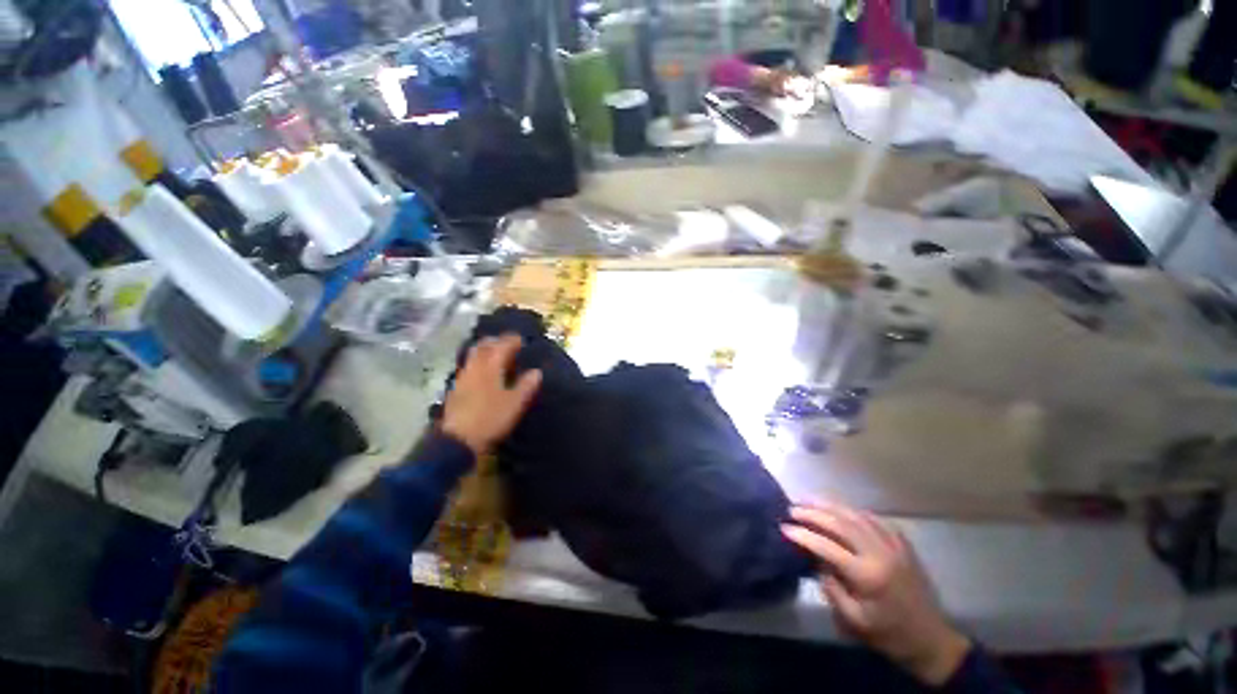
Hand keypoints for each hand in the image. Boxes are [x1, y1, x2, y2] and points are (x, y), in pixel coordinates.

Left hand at [441, 335, 541, 456]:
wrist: (458, 439)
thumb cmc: (491, 418)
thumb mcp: (515, 403)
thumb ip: (526, 386)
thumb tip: (537, 372)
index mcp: (491, 367)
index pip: (502, 346)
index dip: (512, 340)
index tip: (521, 339)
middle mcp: (475, 367)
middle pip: (483, 346)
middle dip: (496, 341)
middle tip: (507, 343)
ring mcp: (463, 377)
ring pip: (473, 355)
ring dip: (485, 350)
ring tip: (495, 355)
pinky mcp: (456, 388)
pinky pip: (468, 366)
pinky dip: (478, 362)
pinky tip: (482, 372)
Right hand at [782, 502, 970, 686]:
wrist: (931, 639)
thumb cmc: (889, 635)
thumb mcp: (853, 620)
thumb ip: (831, 587)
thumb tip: (816, 560)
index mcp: (868, 575)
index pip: (827, 547)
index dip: (803, 535)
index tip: (784, 527)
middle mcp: (880, 553)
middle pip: (840, 524)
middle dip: (813, 513)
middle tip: (792, 508)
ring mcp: (894, 545)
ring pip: (855, 515)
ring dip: (829, 505)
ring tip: (808, 500)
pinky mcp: (902, 543)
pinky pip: (873, 518)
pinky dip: (852, 511)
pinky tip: (839, 509)